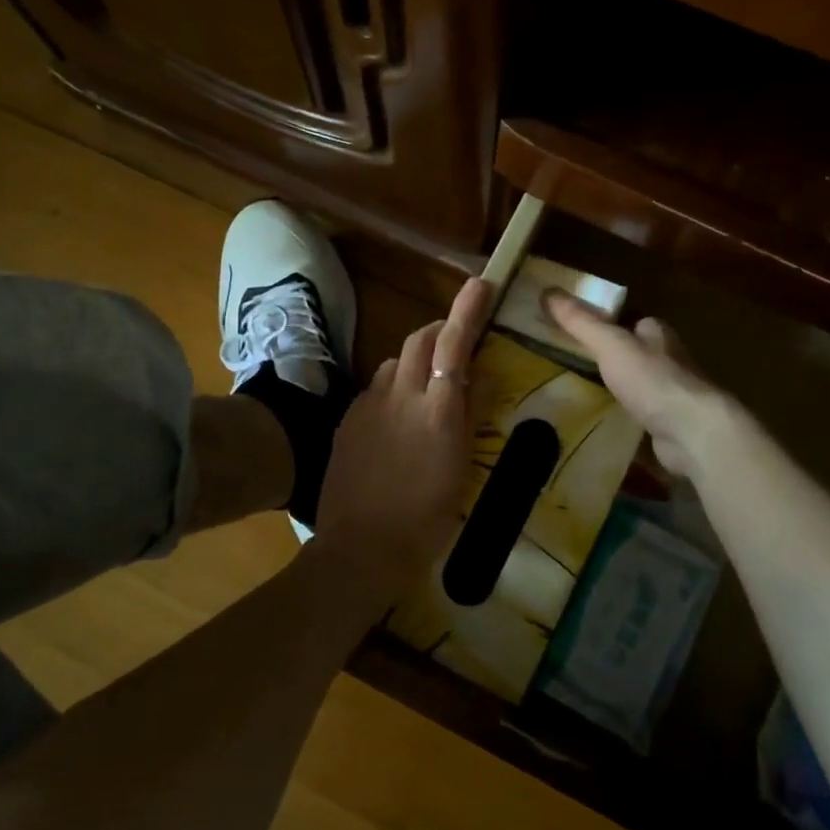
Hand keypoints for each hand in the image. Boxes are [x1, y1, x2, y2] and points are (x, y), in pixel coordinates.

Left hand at [315, 276, 490, 575]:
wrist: (362, 546)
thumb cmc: (427, 515)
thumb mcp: (461, 466)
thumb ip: (471, 412)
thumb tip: (481, 372)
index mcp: (437, 408)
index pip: (454, 344)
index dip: (468, 310)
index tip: (482, 283)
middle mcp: (400, 394)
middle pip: (419, 340)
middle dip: (440, 331)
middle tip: (458, 345)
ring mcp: (368, 404)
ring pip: (394, 361)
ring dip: (415, 360)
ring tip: (427, 386)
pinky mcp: (348, 418)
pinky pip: (375, 387)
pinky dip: (393, 386)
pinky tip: (396, 417)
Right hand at [542, 290, 732, 476]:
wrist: (691, 431)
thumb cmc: (651, 379)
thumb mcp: (610, 344)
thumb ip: (580, 322)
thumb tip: (548, 291)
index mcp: (657, 334)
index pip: (633, 321)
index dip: (610, 323)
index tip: (582, 330)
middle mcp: (669, 360)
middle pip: (637, 352)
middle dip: (614, 357)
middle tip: (577, 363)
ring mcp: (671, 394)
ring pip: (640, 384)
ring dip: (620, 387)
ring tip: (585, 393)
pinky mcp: (670, 424)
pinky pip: (642, 414)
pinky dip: (627, 415)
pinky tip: (607, 422)